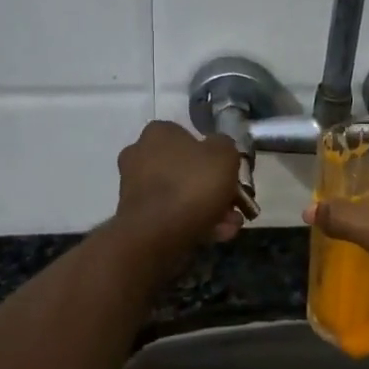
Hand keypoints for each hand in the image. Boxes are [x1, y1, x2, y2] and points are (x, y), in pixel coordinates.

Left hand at [114, 121, 245, 248]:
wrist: (155, 235)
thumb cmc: (192, 185)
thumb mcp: (225, 155)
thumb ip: (225, 147)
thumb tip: (220, 149)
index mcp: (158, 133)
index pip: (189, 136)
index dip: (213, 155)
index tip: (230, 173)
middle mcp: (140, 155)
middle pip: (186, 169)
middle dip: (213, 188)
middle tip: (234, 204)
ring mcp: (135, 187)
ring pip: (181, 195)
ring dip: (208, 209)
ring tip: (230, 226)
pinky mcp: (135, 216)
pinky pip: (170, 215)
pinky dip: (193, 223)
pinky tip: (216, 236)